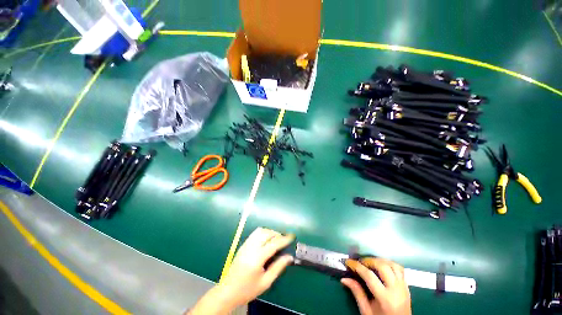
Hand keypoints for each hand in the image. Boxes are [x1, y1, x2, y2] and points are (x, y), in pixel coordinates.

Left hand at [188, 228, 293, 313]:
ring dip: (270, 232)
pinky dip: (263, 233)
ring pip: (260, 231)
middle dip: (277, 234)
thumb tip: (289, 257)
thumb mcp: (265, 282)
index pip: (273, 244)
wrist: (227, 292)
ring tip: (276, 238)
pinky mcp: (243, 245)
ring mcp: (245, 245)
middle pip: (266, 233)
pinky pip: (254, 233)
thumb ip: (278, 267)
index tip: (292, 236)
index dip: (284, 239)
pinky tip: (266, 239)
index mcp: (257, 258)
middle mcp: (251, 248)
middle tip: (284, 239)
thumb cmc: (247, 289)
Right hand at [341, 258, 410, 314]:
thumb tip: (344, 279)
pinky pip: (400, 269)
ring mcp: (403, 287)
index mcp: (385, 298)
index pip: (369, 276)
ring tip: (371, 263)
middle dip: (369, 261)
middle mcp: (396, 290)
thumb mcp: (366, 311)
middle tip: (360, 262)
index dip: (357, 266)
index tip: (348, 262)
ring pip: (392, 265)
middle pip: (382, 266)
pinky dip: (389, 264)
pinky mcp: (407, 286)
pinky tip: (382, 267)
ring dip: (380, 260)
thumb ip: (357, 293)